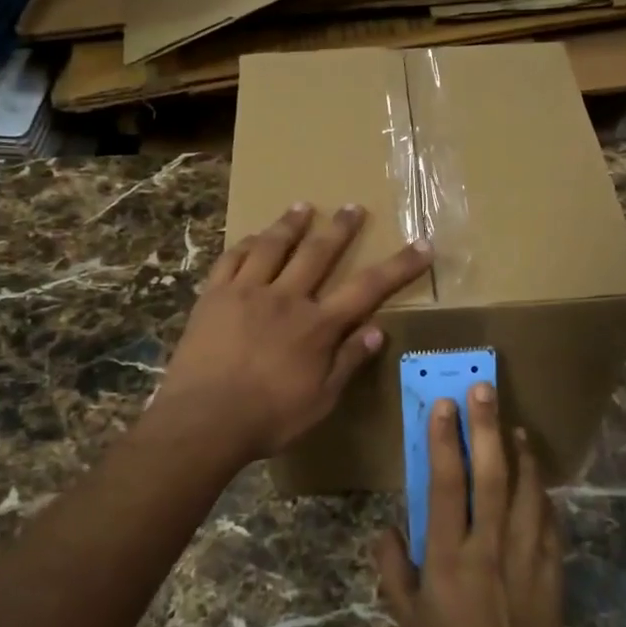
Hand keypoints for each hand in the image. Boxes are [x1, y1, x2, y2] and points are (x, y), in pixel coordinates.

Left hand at [158, 202, 432, 464]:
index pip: (368, 288)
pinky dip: (246, 244)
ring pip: (273, 246)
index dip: (399, 265)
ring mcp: (247, 292)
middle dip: (341, 228)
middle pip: (319, 253)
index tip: (422, 245)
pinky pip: (232, 259)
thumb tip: (377, 330)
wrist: (204, 420)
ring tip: (303, 206)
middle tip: (352, 207)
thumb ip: (348, 362)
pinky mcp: (214, 296)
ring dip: (291, 224)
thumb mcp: (321, 400)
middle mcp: (286, 298)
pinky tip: (253, 237)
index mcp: (317, 326)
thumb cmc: (269, 417)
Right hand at [374, 384, 582, 626]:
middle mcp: (490, 544)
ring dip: (519, 451)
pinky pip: (548, 515)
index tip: (444, 406)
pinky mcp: (551, 564)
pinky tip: (534, 473)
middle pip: (491, 473)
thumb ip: (394, 569)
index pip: (448, 484)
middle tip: (484, 388)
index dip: (444, 441)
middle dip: (486, 426)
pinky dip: (540, 488)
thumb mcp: (408, 618)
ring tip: (512, 424)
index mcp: (450, 556)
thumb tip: (386, 528)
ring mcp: (526, 552)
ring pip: (526, 487)